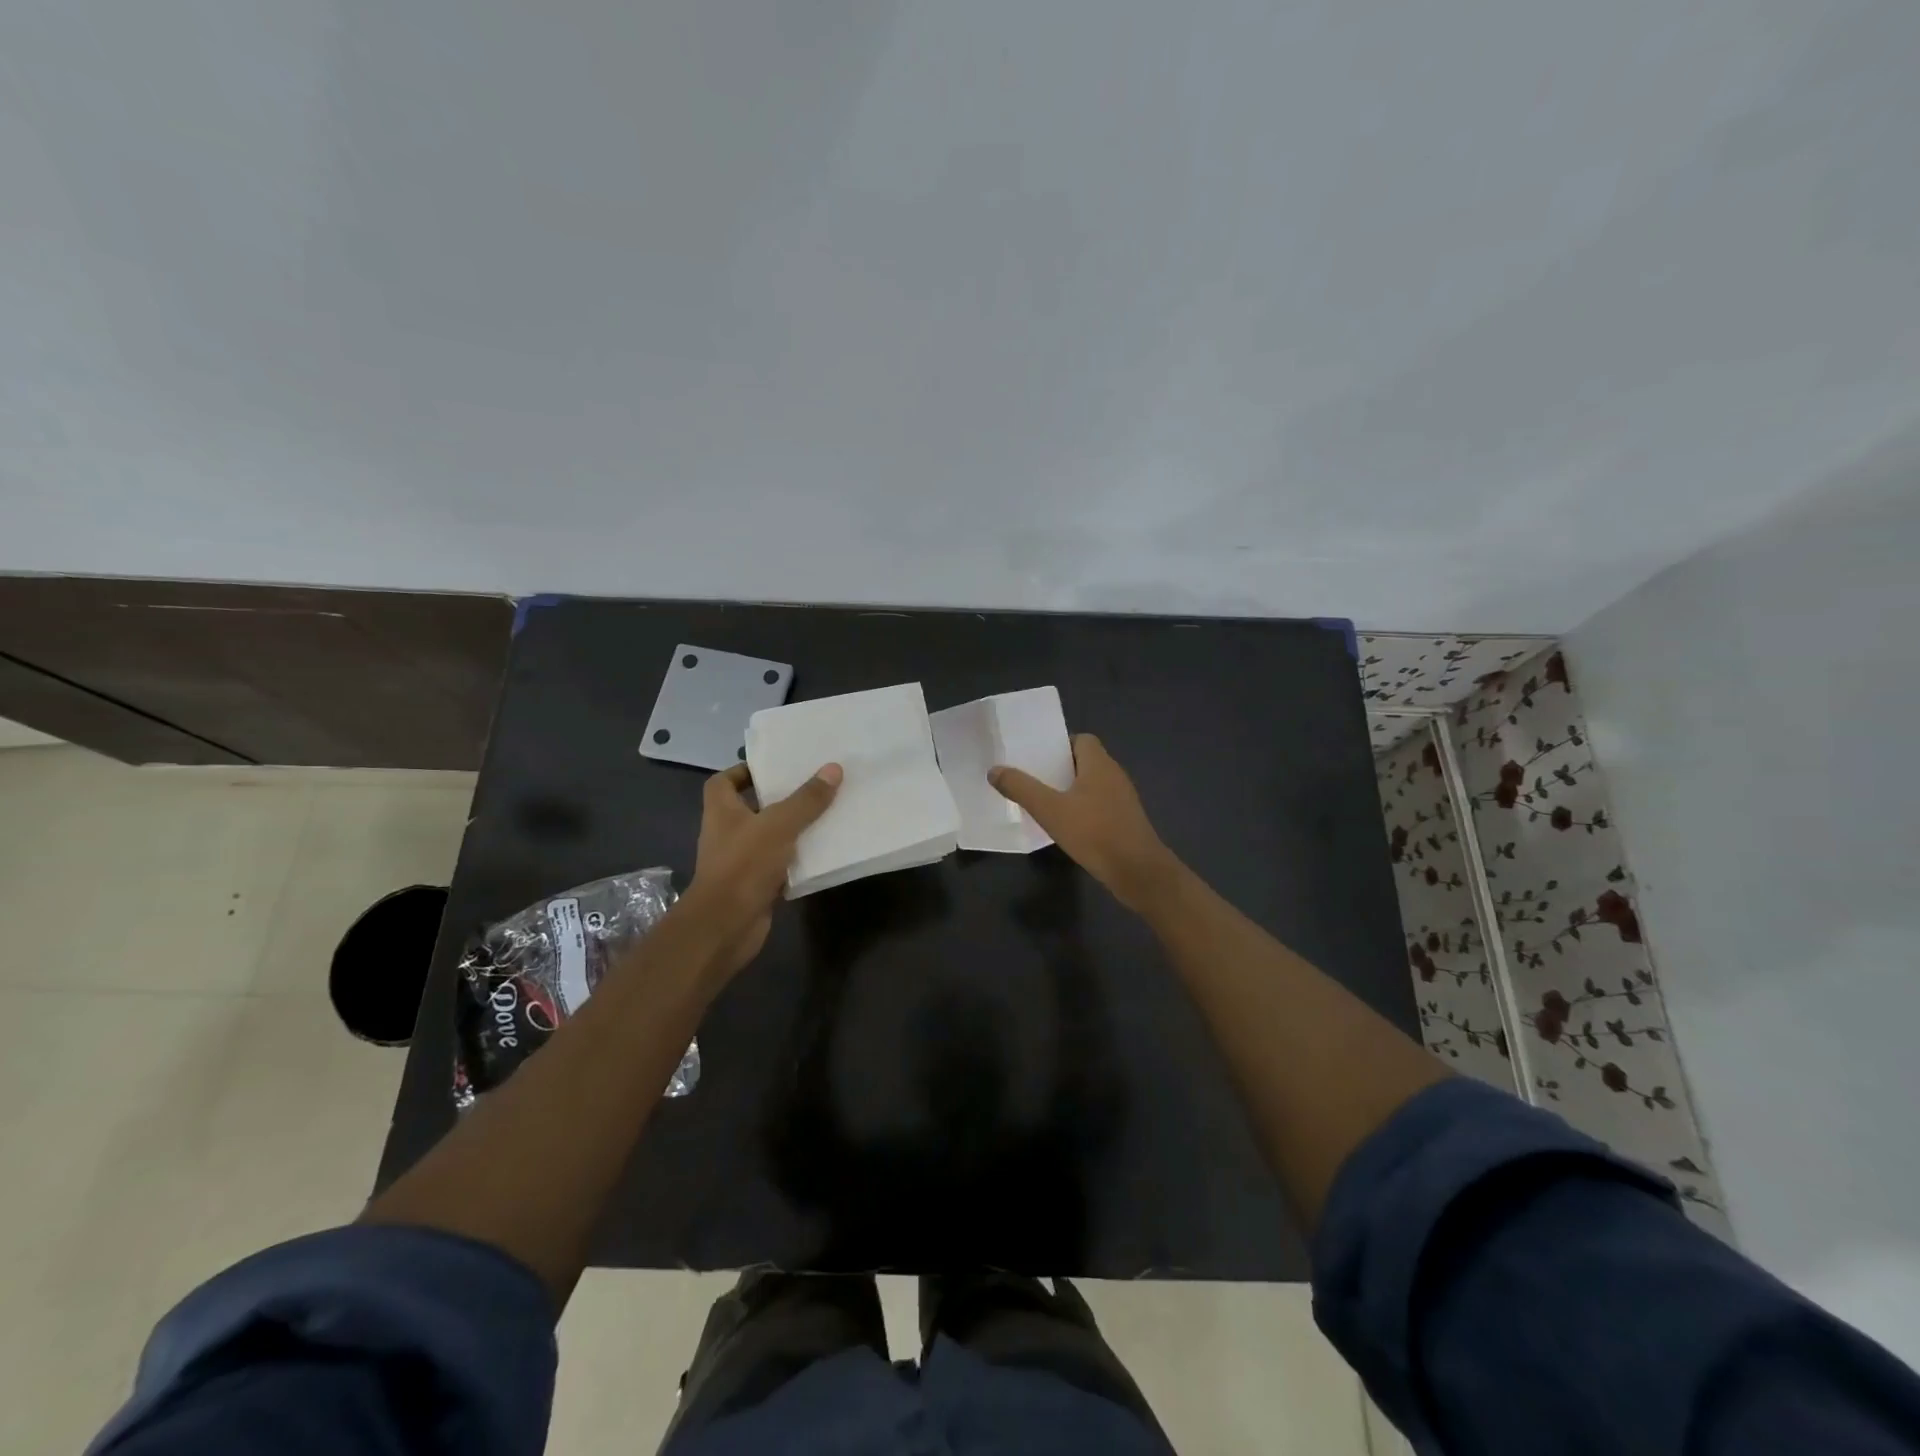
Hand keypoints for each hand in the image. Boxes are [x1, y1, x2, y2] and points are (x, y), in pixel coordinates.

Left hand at [687, 761, 841, 979]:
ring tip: (825, 815)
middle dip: (779, 799)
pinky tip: (823, 853)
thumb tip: (833, 768)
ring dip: (792, 830)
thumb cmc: (744, 865)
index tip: (774, 767)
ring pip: (769, 838)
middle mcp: (727, 833)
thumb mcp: (779, 825)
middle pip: (752, 808)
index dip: (744, 771)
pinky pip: (780, 865)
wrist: (726, 925)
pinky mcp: (755, 885)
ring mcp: (740, 861)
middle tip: (812, 787)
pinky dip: (797, 860)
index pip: (724, 781)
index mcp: (722, 811)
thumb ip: (806, 799)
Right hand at [989, 734, 1176, 912]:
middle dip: (1060, 769)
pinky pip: (1100, 805)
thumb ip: (1021, 788)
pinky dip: (1083, 810)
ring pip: (1092, 785)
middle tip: (1033, 780)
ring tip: (1044, 803)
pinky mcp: (1126, 821)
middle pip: (1085, 762)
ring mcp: (1123, 799)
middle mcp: (1115, 775)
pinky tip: (1067, 827)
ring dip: (1071, 791)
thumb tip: (994, 770)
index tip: (1037, 758)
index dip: (1060, 745)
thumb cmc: (1094, 833)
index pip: (1082, 739)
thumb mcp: (1050, 810)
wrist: (1138, 872)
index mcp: (1100, 764)